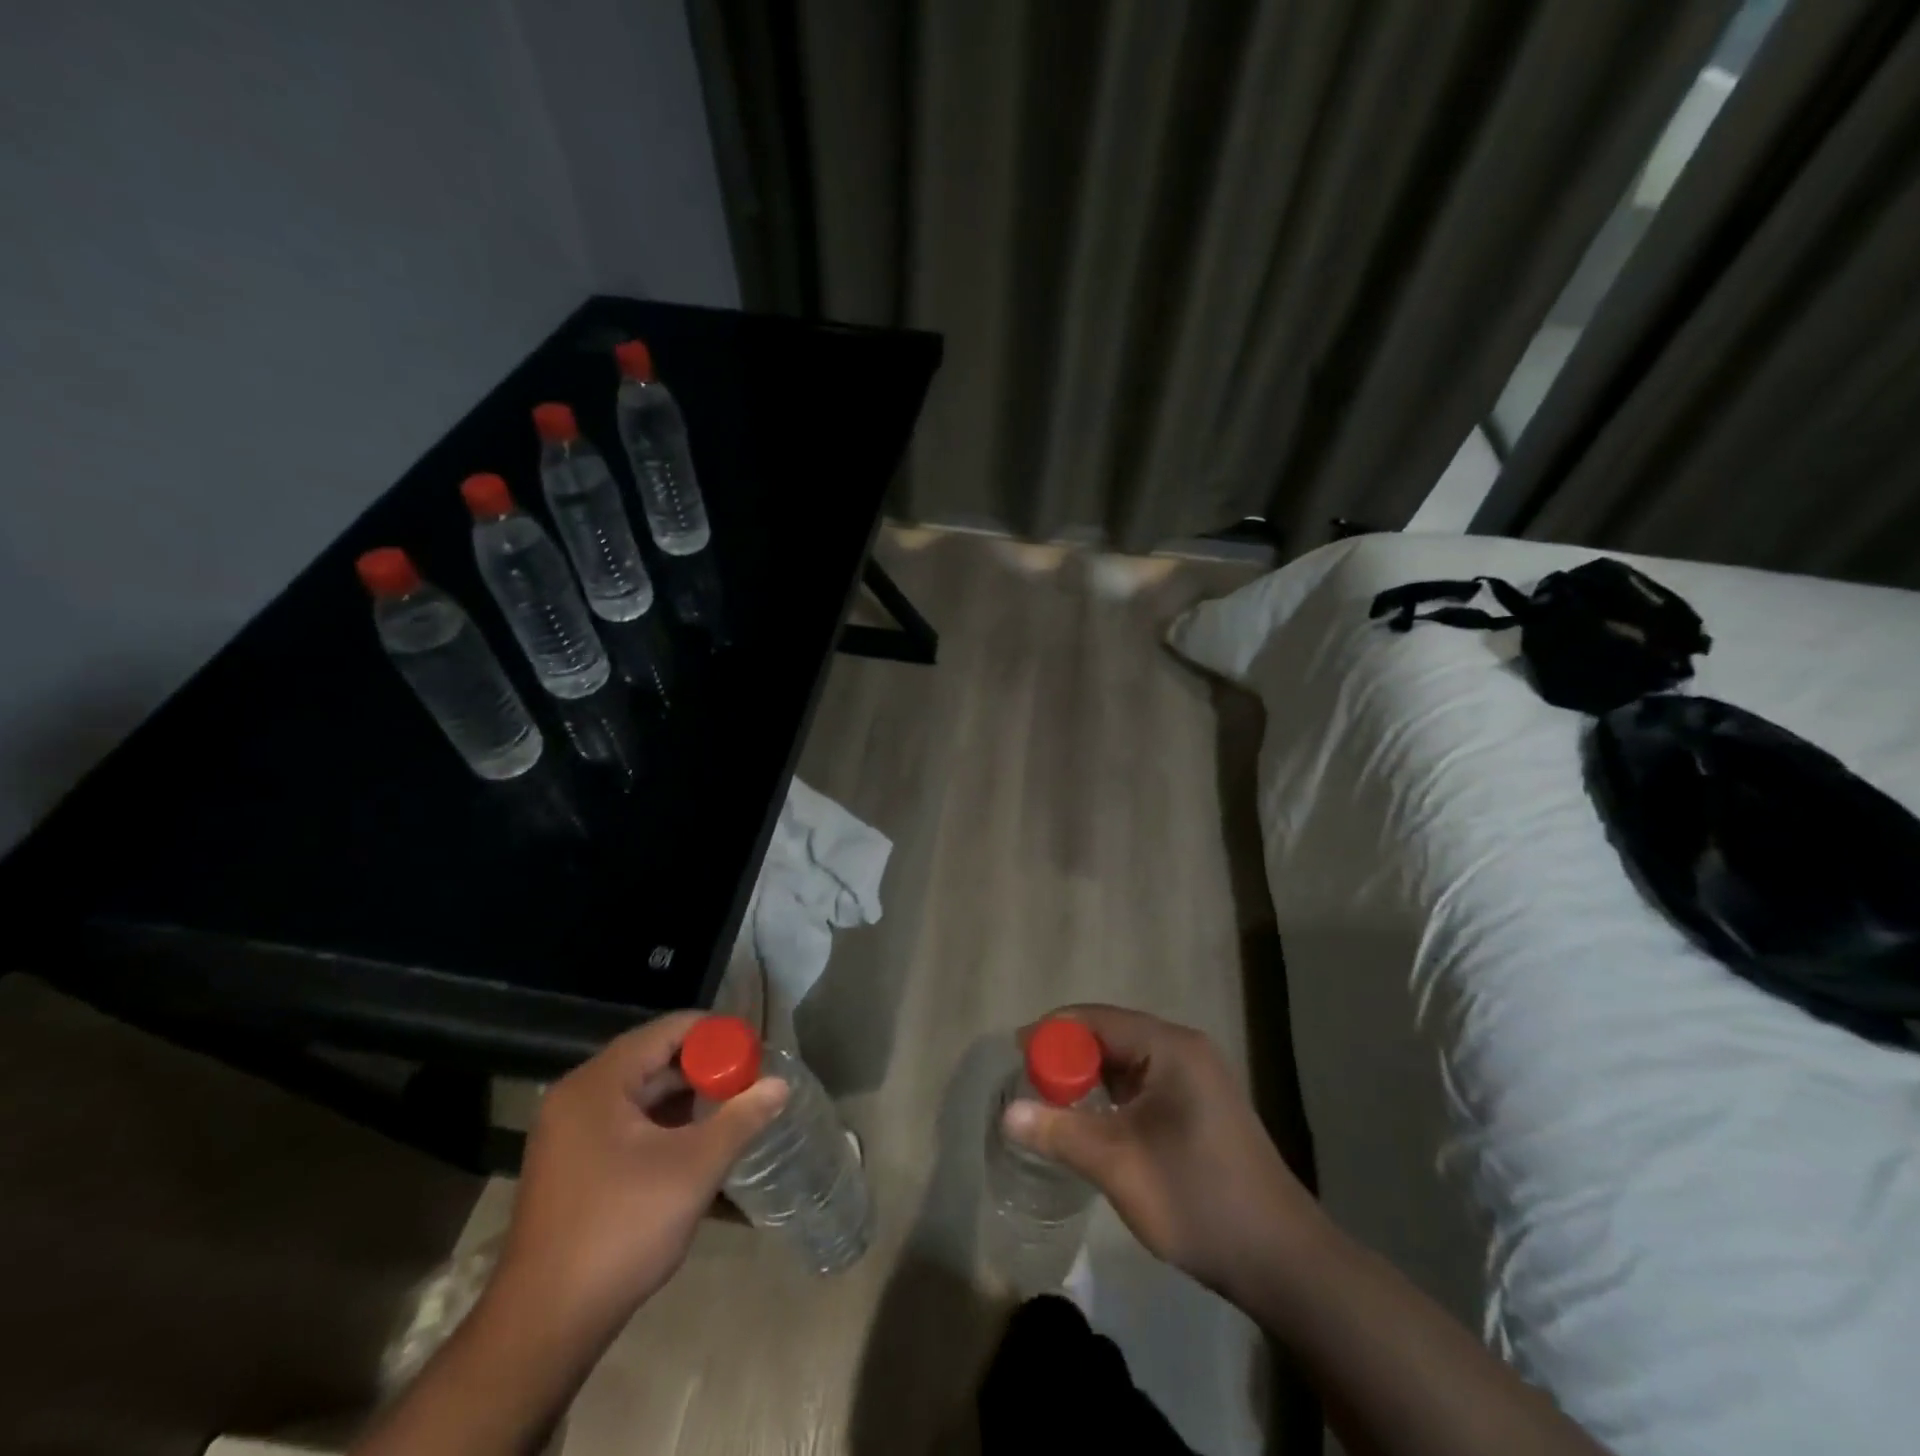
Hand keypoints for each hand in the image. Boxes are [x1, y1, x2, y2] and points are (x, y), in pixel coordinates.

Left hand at [491, 1011, 788, 1351]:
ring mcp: (568, 1132)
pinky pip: (625, 1121)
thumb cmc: (620, 1231)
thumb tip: (780, 1084)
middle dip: (704, 1066)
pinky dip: (662, 1122)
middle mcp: (577, 1096)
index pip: (668, 1031)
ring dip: (685, 1096)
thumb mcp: (693, 1169)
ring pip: (640, 1092)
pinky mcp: (571, 1164)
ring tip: (731, 1106)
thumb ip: (740, 1118)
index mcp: (599, 1084)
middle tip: (749, 1079)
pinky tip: (696, 1139)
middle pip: (653, 1058)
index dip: (716, 1034)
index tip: (755, 1050)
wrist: (543, 1327)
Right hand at [1002, 1005, 1319, 1297]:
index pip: (1096, 1019)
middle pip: (1110, 1035)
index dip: (1052, 1033)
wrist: (1281, 1261)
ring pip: (1125, 1060)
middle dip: (1067, 1056)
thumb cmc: (1198, 1200)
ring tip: (1051, 1102)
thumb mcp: (1119, 1165)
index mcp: (1170, 1047)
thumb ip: (1060, 1132)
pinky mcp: (1199, 1104)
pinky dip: (1112, 1094)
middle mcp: (1184, 1049)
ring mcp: (1195, 1076)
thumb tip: (1006, 1113)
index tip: (1015, 1057)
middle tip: (1028, 1084)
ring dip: (1088, 1077)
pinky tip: (1091, 1120)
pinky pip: (1142, 1083)